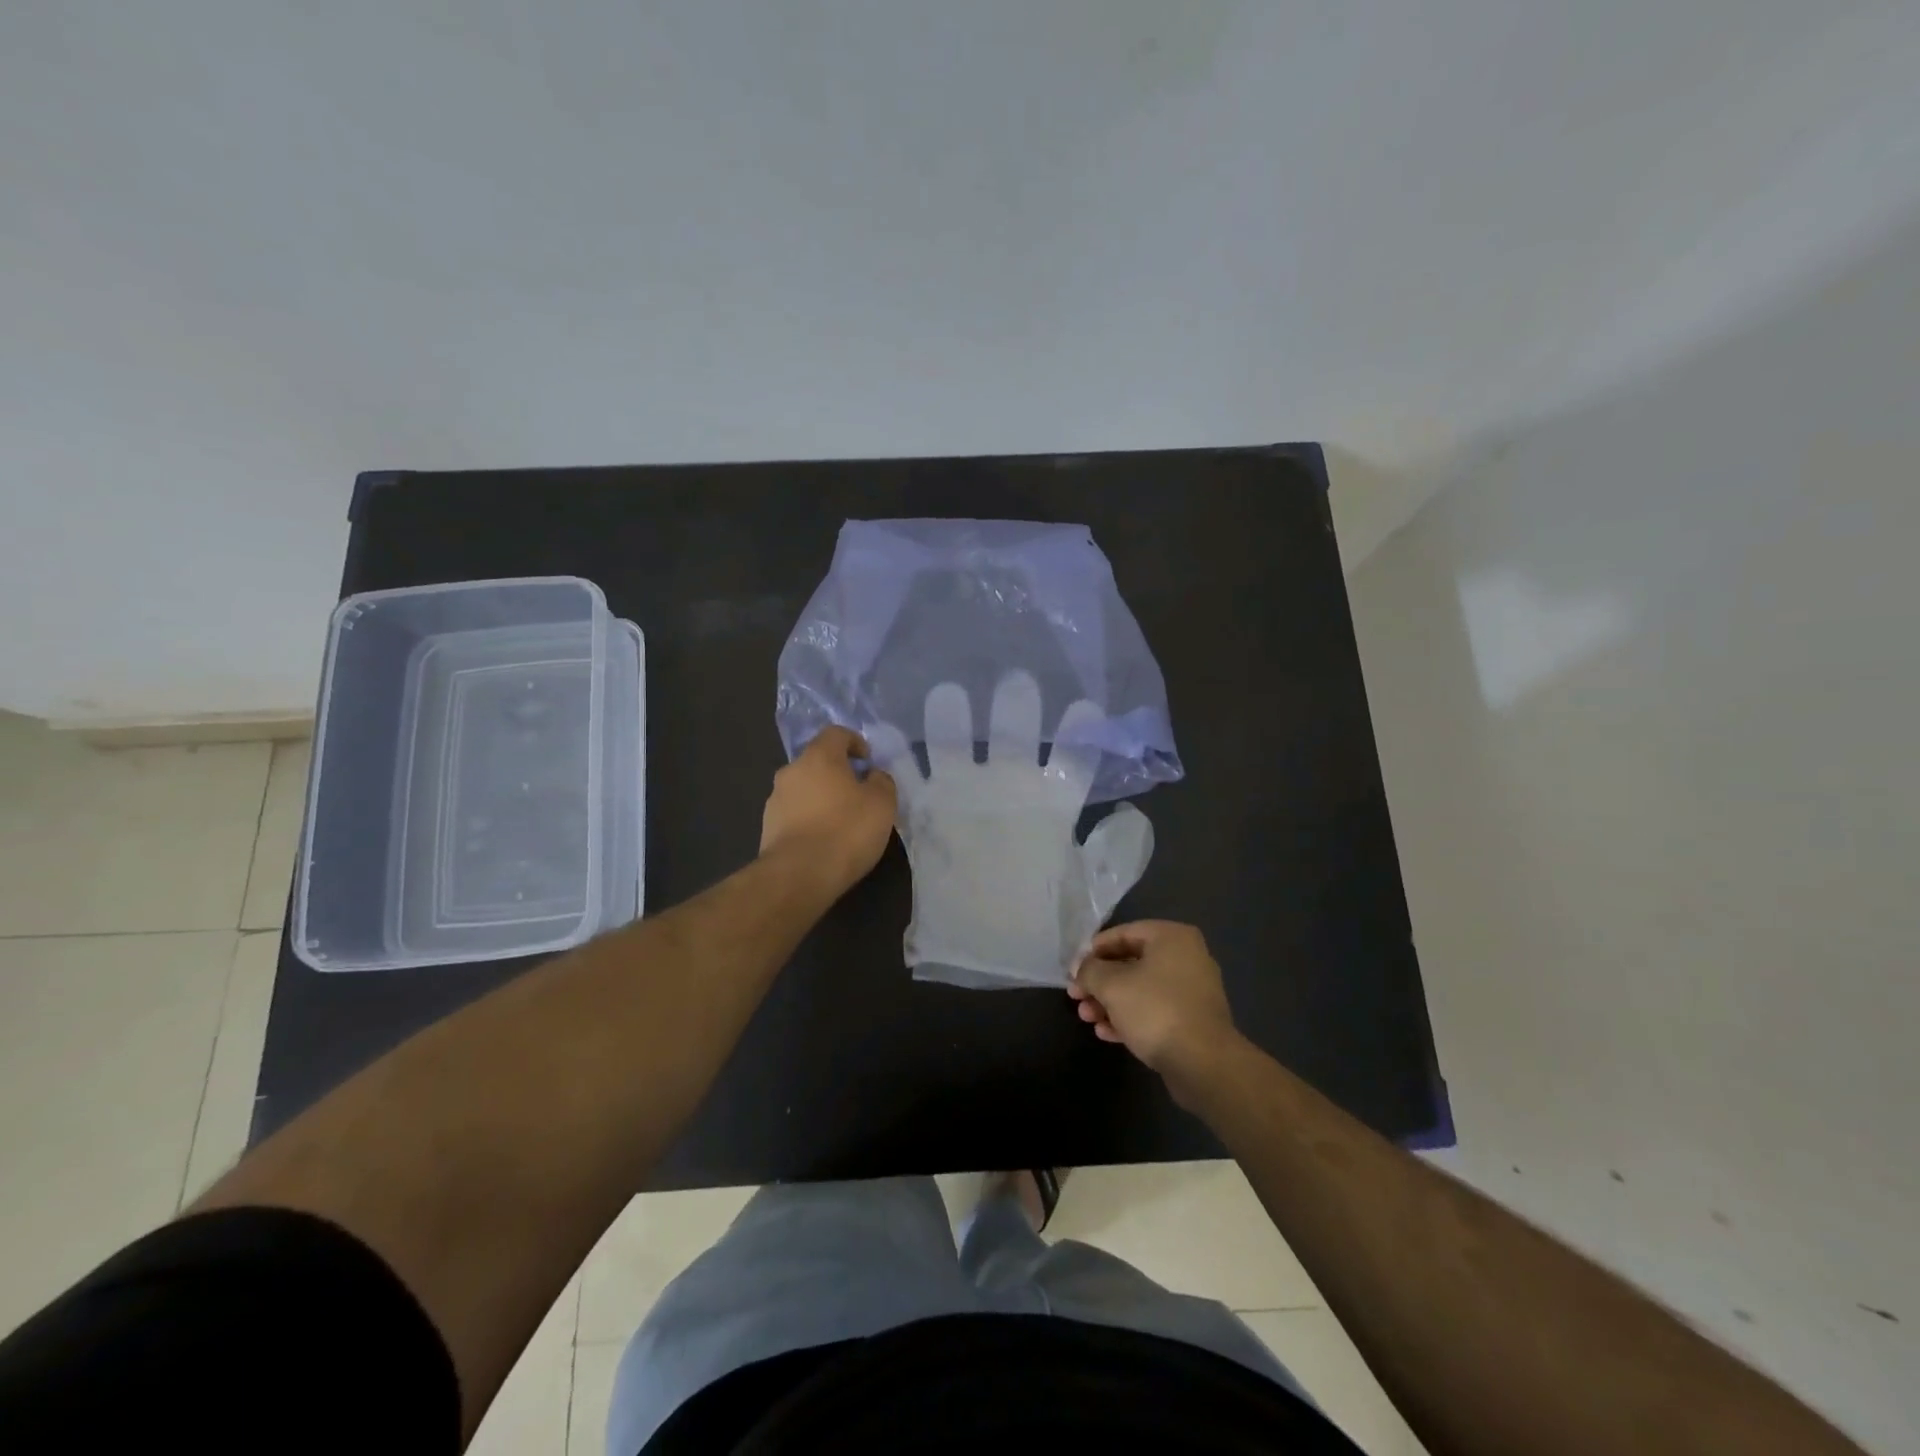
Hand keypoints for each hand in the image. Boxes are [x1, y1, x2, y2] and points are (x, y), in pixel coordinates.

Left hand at [760, 726, 897, 894]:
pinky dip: (810, 819)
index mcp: (819, 756)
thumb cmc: (846, 830)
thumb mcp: (882, 803)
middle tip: (859, 794)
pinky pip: (794, 814)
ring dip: (822, 797)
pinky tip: (824, 841)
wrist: (798, 875)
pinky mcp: (768, 827)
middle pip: (817, 761)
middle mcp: (791, 771)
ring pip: (804, 789)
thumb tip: (872, 776)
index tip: (868, 762)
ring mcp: (775, 800)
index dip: (855, 742)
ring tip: (841, 822)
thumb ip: (881, 781)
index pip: (836, 733)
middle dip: (838, 773)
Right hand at [1070, 921, 1240, 1098]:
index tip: (1073, 969)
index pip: (1124, 933)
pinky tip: (1106, 1033)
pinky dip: (1129, 1018)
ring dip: (1110, 1002)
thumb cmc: (1155, 1010)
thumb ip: (1090, 970)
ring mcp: (1191, 991)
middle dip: (1100, 981)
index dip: (1093, 950)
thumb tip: (1081, 969)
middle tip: (1076, 996)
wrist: (1203, 1063)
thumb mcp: (1111, 985)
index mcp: (1172, 938)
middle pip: (1131, 962)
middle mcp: (1186, 958)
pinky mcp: (1192, 1021)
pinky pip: (1154, 1011)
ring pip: (1141, 989)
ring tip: (1087, 1018)